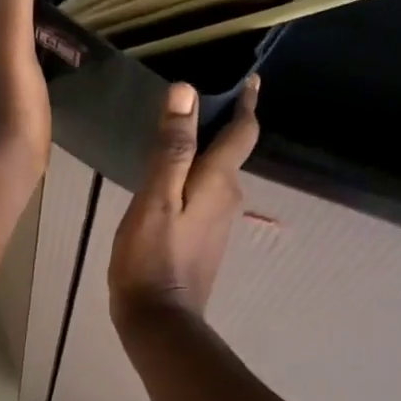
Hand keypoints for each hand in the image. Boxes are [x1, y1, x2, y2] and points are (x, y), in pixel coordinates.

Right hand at [108, 74, 260, 329]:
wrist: (159, 320)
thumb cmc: (151, 259)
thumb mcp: (155, 200)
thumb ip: (172, 149)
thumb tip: (186, 92)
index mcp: (218, 182)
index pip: (242, 132)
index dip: (246, 103)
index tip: (249, 80)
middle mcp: (228, 198)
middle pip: (230, 152)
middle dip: (218, 125)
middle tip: (190, 103)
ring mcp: (219, 223)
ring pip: (215, 176)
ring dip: (203, 154)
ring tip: (174, 137)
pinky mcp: (205, 241)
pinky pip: (203, 197)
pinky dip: (193, 180)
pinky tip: (168, 183)